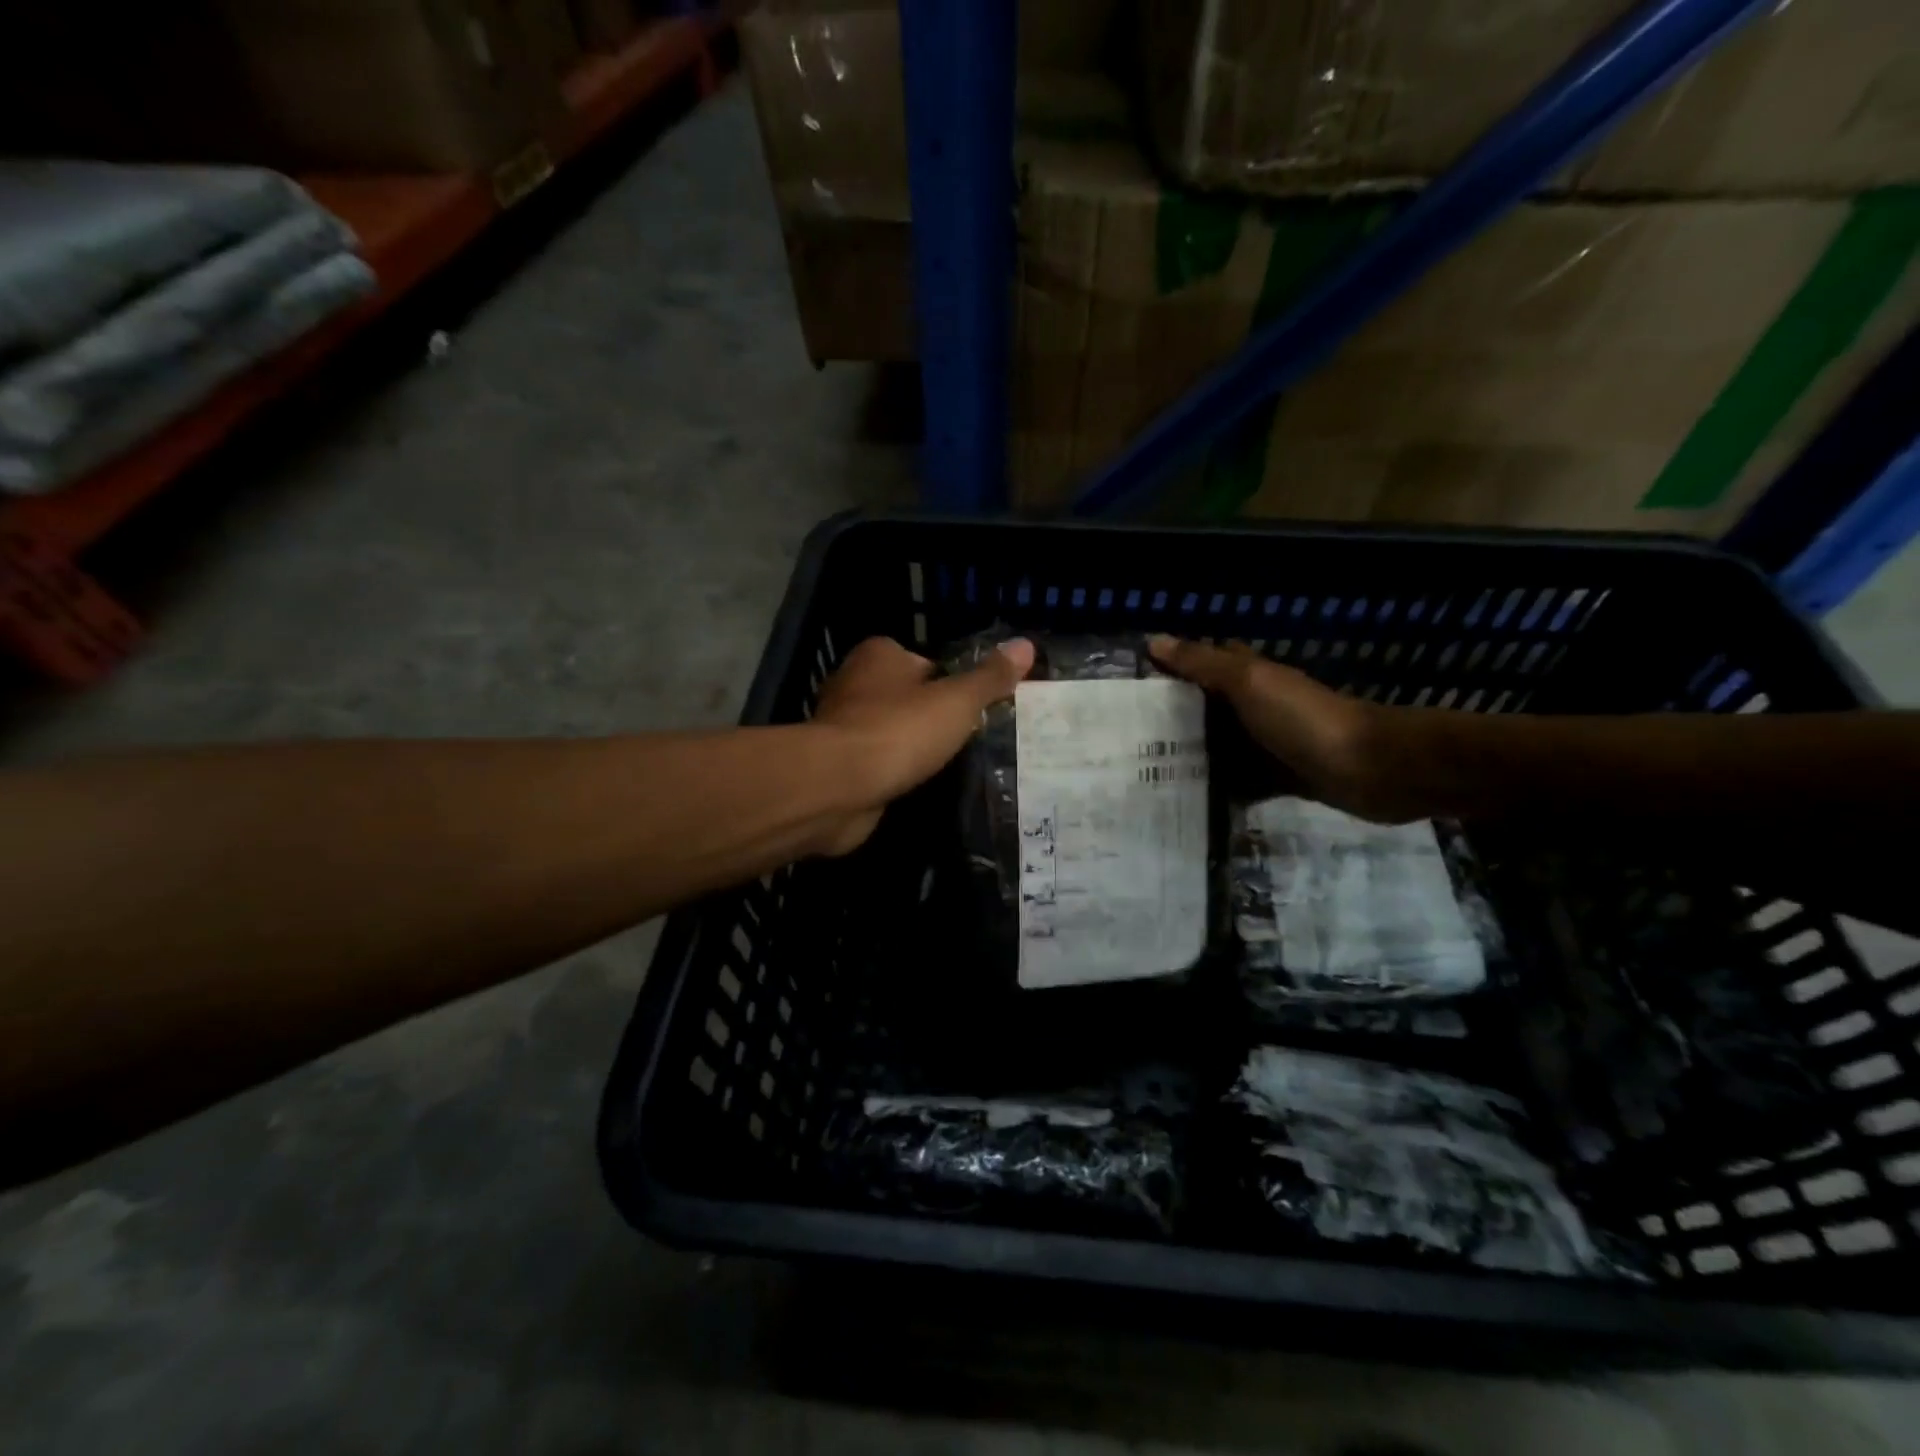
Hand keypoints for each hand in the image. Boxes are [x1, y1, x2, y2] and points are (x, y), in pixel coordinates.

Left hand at [810, 635, 1034, 853]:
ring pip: (889, 729)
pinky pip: (875, 761)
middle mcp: (854, 682)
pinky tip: (914, 784)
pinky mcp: (835, 763)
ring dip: (910, 745)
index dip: (950, 682)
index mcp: (879, 655)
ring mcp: (841, 725)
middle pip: (905, 695)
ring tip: (947, 764)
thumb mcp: (957, 701)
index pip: (924, 661)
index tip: (973, 708)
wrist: (838, 787)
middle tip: (967, 737)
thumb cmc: (900, 731)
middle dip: (930, 715)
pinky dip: (892, 771)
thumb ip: (990, 677)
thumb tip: (1026, 645)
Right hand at [1149, 635, 1410, 821]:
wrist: (1373, 769)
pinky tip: (1185, 803)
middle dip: (1171, 718)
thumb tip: (1153, 641)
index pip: (1203, 663)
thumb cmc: (1304, 719)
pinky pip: (1239, 782)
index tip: (1128, 683)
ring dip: (1190, 757)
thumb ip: (1203, 663)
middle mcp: (1256, 707)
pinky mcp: (1279, 779)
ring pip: (1220, 747)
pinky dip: (1218, 790)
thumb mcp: (1249, 683)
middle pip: (1206, 709)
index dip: (1171, 668)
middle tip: (1123, 737)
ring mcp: (1268, 744)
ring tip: (1142, 773)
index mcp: (1250, 677)